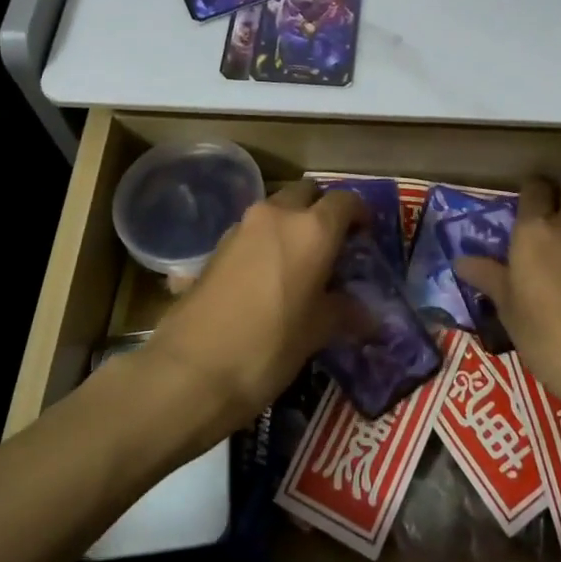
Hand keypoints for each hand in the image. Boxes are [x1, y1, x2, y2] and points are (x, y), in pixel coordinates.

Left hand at [136, 180, 366, 446]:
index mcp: (312, 229)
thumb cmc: (270, 346)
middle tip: (331, 245)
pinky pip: (252, 232)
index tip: (364, 237)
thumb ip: (344, 312)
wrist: (192, 369)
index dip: (359, 215)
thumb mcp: (317, 332)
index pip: (345, 201)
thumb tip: (368, 316)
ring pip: (276, 210)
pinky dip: (265, 242)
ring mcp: (241, 227)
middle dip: (321, 210)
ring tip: (300, 264)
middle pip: (306, 193)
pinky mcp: (216, 246)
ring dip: (291, 225)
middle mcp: (277, 216)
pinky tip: (268, 278)